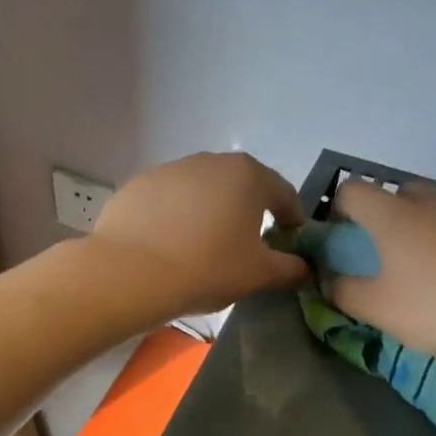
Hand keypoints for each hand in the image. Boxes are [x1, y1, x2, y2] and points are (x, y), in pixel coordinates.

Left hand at [87, 152, 310, 317]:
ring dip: (211, 211)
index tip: (291, 240)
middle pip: (242, 186)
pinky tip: (170, 245)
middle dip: (250, 211)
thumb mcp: (259, 274)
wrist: (130, 272)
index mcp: (248, 175)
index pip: (283, 193)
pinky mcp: (139, 184)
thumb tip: (305, 269)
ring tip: (206, 246)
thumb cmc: (208, 267)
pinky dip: (177, 217)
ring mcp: (171, 169)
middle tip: (249, 244)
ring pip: (203, 190)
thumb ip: (290, 268)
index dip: (292, 218)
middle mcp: (211, 161)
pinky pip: (170, 200)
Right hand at [327, 180, 435, 358]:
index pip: (352, 189)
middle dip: (386, 216)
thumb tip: (328, 281)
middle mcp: (427, 204)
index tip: (343, 238)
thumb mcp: (378, 310)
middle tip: (387, 256)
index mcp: (391, 216)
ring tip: (430, 277)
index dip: (339, 208)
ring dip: (423, 233)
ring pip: (434, 212)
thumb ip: (344, 293)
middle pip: (398, 193)